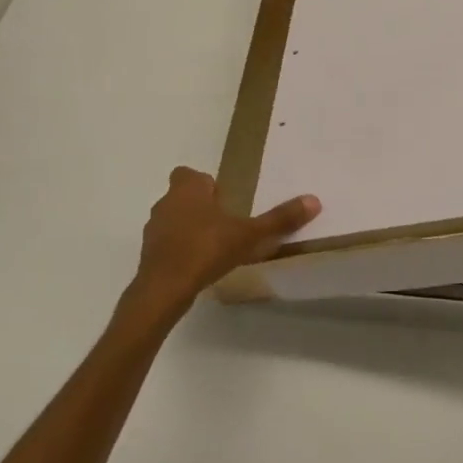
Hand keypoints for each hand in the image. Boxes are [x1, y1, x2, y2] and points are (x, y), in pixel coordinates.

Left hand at [114, 167, 320, 338]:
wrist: (164, 288)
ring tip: (213, 247)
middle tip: (225, 224)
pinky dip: (179, 250)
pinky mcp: (149, 253)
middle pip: (182, 196)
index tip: (223, 200)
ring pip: (173, 220)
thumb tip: (314, 200)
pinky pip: (167, 244)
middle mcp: (166, 202)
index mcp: (187, 189)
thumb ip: (279, 219)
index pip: (189, 174)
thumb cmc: (206, 249)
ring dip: (189, 228)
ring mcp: (154, 229)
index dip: (205, 185)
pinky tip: (197, 266)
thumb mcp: (249, 234)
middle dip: (200, 206)